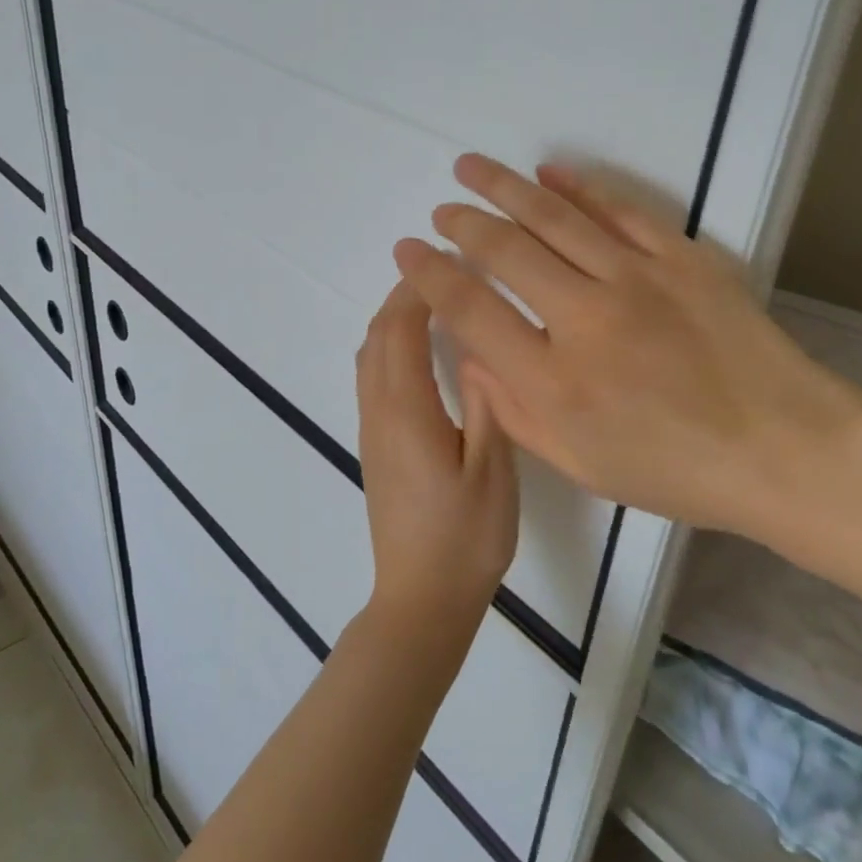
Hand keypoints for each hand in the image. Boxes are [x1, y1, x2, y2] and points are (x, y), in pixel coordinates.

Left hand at [356, 281, 519, 637]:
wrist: (421, 600)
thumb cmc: (466, 538)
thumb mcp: (492, 471)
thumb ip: (485, 404)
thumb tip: (479, 348)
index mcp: (408, 411)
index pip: (403, 330)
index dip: (421, 289)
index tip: (451, 261)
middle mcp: (379, 412)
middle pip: (378, 335)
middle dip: (404, 295)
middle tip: (444, 271)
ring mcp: (371, 431)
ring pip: (369, 355)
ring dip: (392, 318)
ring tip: (431, 300)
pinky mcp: (374, 447)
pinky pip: (371, 377)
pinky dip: (388, 345)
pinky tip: (416, 351)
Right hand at [392, 155, 861, 538]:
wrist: (782, 448)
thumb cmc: (677, 470)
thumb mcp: (581, 464)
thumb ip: (515, 411)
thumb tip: (471, 356)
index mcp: (554, 381)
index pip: (471, 310)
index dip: (432, 275)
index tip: (410, 251)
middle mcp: (585, 319)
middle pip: (505, 251)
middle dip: (463, 222)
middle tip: (442, 208)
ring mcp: (636, 279)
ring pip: (554, 218)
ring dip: (505, 188)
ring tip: (472, 166)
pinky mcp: (681, 258)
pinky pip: (620, 209)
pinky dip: (580, 187)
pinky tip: (551, 172)